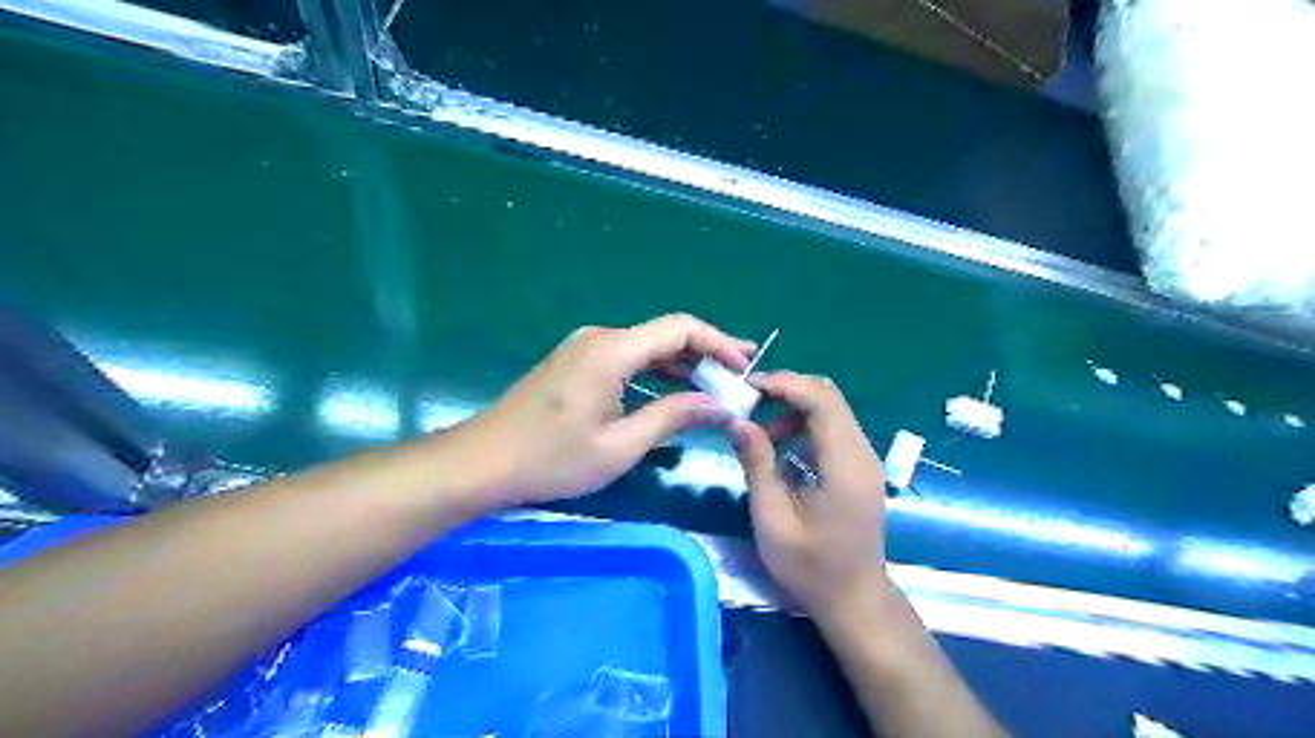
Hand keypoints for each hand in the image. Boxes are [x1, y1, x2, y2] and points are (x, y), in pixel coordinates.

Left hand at [442, 315, 749, 509]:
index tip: (744, 367)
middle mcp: (601, 338)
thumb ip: (673, 418)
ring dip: (682, 364)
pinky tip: (675, 390)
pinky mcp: (576, 362)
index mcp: (613, 351)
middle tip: (739, 377)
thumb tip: (719, 406)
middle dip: (705, 353)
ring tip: (716, 385)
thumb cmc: (551, 459)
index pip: (680, 328)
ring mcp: (585, 348)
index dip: (718, 343)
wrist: (483, 462)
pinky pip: (627, 357)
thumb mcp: (621, 446)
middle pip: (665, 334)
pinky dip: (656, 371)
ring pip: (647, 346)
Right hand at [730, 372, 892, 618]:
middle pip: (828, 397)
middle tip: (748, 406)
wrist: (852, 599)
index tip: (748, 388)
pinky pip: (832, 429)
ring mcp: (864, 459)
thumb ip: (757, 463)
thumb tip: (738, 421)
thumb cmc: (809, 566)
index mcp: (845, 465)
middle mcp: (862, 453)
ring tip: (758, 435)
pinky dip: (803, 427)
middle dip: (786, 392)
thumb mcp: (772, 517)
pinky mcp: (859, 467)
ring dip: (793, 410)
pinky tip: (779, 449)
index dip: (785, 384)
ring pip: (830, 410)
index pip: (821, 400)